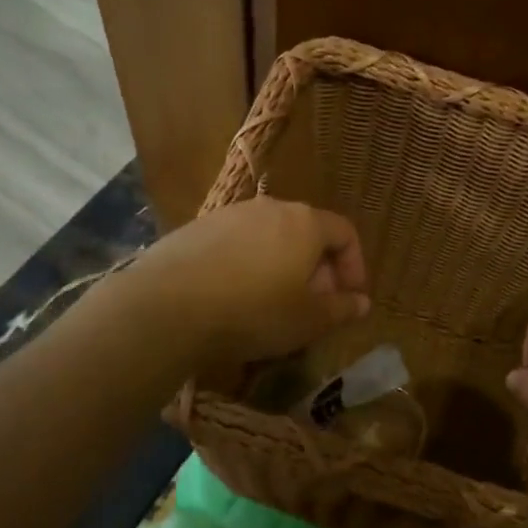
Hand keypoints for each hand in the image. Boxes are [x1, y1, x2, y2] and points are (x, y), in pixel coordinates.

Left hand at [138, 197, 368, 366]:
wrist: (166, 308)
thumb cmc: (253, 312)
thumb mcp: (307, 320)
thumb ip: (341, 309)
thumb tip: (361, 302)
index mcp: (305, 223)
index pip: (344, 232)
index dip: (354, 265)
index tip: (349, 297)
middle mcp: (270, 207)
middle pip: (306, 232)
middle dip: (317, 268)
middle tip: (313, 305)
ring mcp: (229, 214)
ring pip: (270, 237)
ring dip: (281, 266)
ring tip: (273, 303)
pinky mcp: (196, 228)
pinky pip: (236, 244)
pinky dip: (247, 265)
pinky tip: (233, 297)